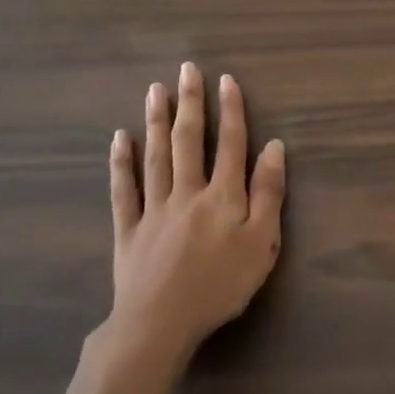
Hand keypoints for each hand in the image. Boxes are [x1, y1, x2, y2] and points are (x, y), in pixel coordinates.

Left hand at [101, 61, 285, 367]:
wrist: (160, 323)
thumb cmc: (220, 285)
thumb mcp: (262, 243)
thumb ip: (268, 193)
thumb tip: (274, 147)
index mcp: (223, 195)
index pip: (231, 143)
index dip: (231, 110)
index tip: (226, 80)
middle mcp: (188, 191)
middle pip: (190, 140)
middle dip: (190, 103)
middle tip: (186, 69)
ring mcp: (154, 208)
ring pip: (156, 156)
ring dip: (157, 120)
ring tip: (155, 90)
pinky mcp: (129, 229)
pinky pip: (124, 190)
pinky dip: (121, 162)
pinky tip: (120, 138)